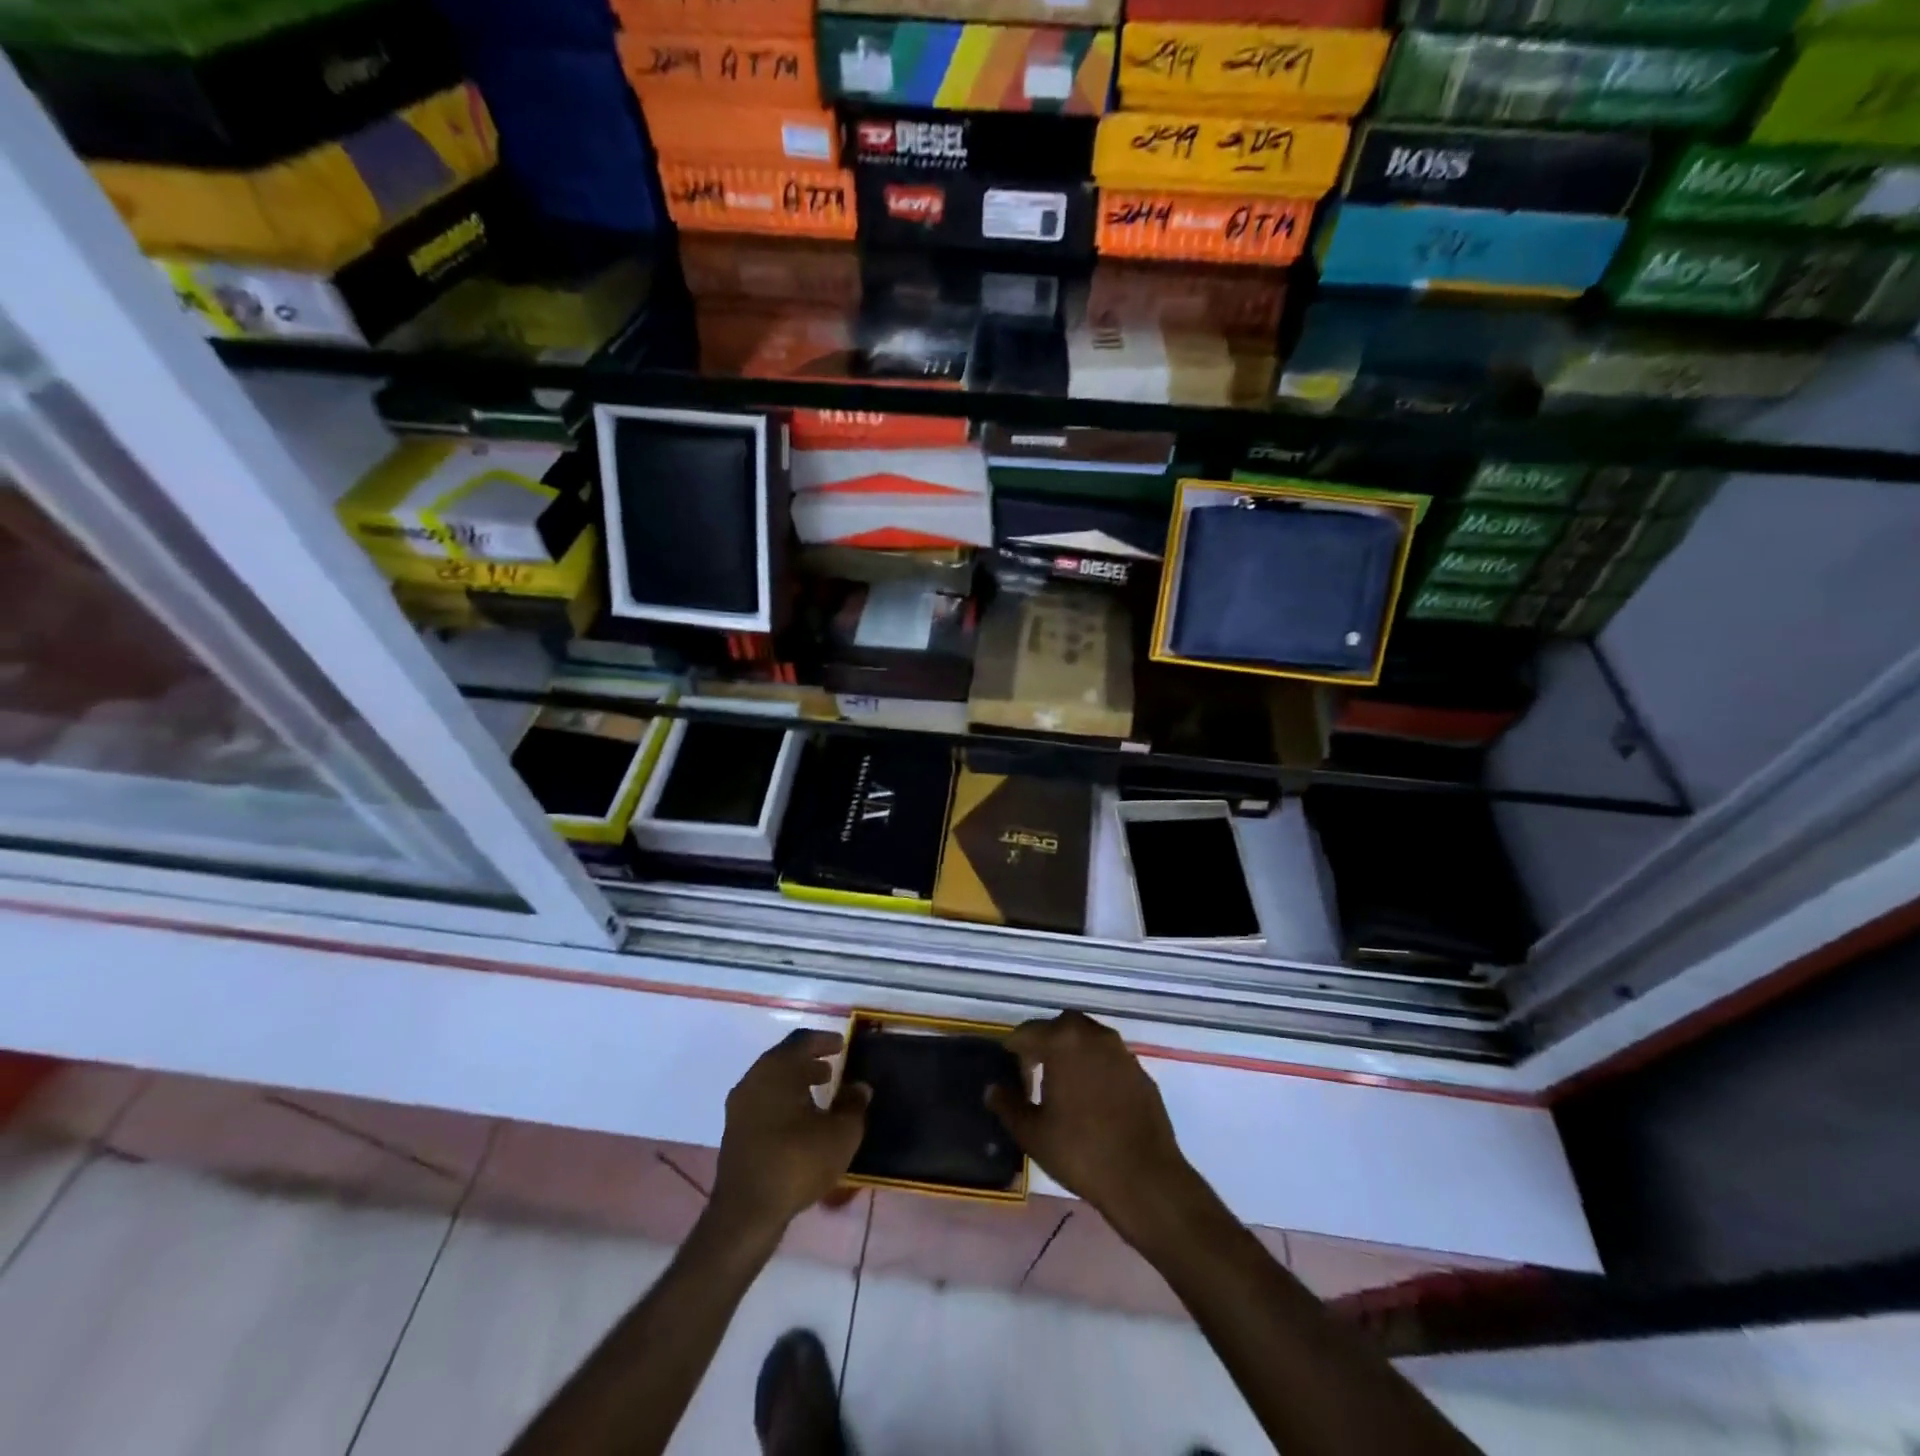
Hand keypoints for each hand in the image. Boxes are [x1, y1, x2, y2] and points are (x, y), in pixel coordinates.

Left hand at [709, 1029, 868, 1243]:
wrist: (746, 1213)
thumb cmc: (797, 1161)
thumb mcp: (840, 1133)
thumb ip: (853, 1105)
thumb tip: (859, 1087)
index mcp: (777, 1069)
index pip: (802, 1041)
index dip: (824, 1040)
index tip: (842, 1045)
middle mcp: (754, 1079)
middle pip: (784, 1059)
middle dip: (809, 1061)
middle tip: (832, 1069)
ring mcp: (740, 1106)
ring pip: (772, 1081)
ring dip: (795, 1082)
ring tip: (820, 1093)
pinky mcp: (734, 1131)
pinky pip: (763, 1102)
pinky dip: (783, 1101)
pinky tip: (800, 1121)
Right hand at [985, 1012, 1201, 1241]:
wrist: (1145, 1179)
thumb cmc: (1080, 1151)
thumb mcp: (1033, 1133)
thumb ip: (1008, 1105)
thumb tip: (992, 1089)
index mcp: (1063, 1041)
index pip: (1027, 1032)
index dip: (1013, 1052)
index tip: (1009, 1075)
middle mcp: (1094, 1035)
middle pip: (1060, 1027)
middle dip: (1044, 1044)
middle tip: (1033, 1074)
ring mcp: (1121, 1052)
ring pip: (1088, 1040)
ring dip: (1072, 1053)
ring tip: (1062, 1087)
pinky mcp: (1140, 1072)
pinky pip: (1109, 1059)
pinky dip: (1095, 1068)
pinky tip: (1092, 1100)